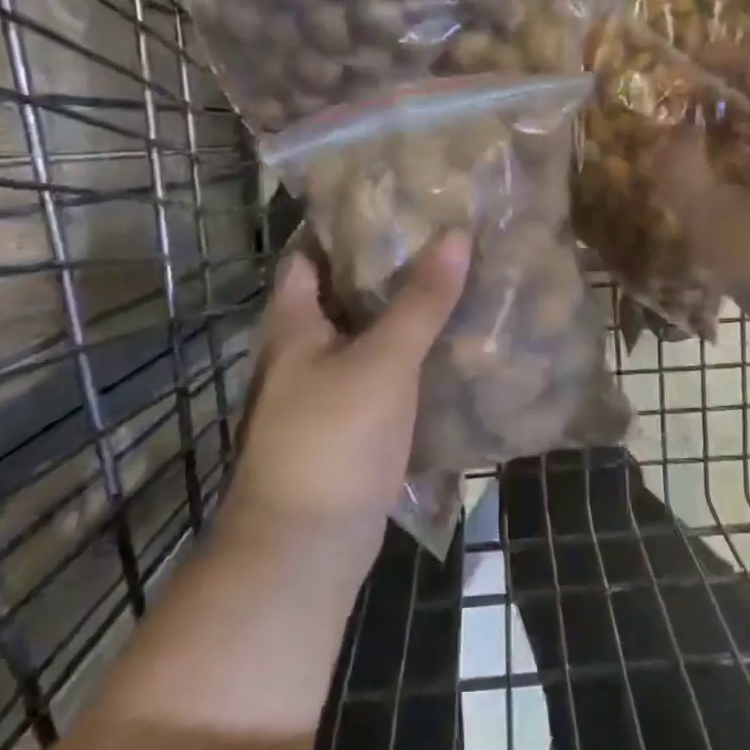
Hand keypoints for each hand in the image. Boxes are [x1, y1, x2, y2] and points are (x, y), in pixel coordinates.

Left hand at [227, 231, 470, 560]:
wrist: (307, 547)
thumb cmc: (333, 440)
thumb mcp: (383, 362)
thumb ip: (421, 300)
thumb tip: (456, 234)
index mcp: (293, 323)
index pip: (310, 254)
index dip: (346, 225)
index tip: (397, 201)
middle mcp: (301, 349)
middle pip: (342, 291)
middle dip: (387, 265)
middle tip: (442, 236)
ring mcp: (323, 388)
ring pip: (365, 333)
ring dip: (402, 310)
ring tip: (455, 278)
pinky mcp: (347, 421)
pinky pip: (380, 371)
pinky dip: (408, 353)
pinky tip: (448, 343)